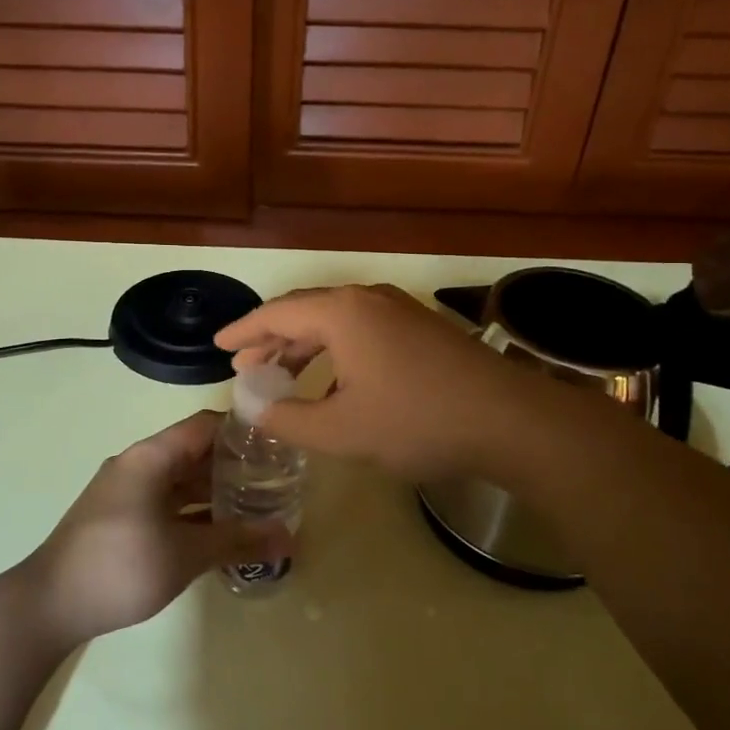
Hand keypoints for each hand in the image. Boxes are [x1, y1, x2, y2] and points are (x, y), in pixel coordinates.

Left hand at [23, 412, 263, 646]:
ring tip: (257, 505)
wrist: (50, 605)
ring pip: (180, 480)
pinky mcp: (121, 517)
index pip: (205, 426)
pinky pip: (166, 502)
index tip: (278, 444)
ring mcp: (127, 491)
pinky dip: (193, 511)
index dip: (242, 430)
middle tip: (276, 481)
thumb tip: (289, 536)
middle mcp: (138, 464)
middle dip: (234, 465)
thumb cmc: (120, 566)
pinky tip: (220, 532)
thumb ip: (237, 541)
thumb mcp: (186, 554)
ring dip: (214, 491)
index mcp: (150, 457)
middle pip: (194, 452)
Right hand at [214, 284, 547, 482]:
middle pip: (304, 311)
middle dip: (271, 337)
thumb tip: (258, 408)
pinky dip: (334, 348)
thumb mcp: (343, 431)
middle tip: (245, 363)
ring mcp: (399, 309)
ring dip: (303, 344)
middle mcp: (367, 299)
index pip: (277, 314)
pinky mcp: (421, 327)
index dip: (243, 331)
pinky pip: (361, 328)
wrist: (511, 420)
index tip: (219, 346)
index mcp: (342, 313)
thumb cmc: (417, 421)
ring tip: (281, 371)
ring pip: (335, 319)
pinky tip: (334, 378)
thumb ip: (291, 419)